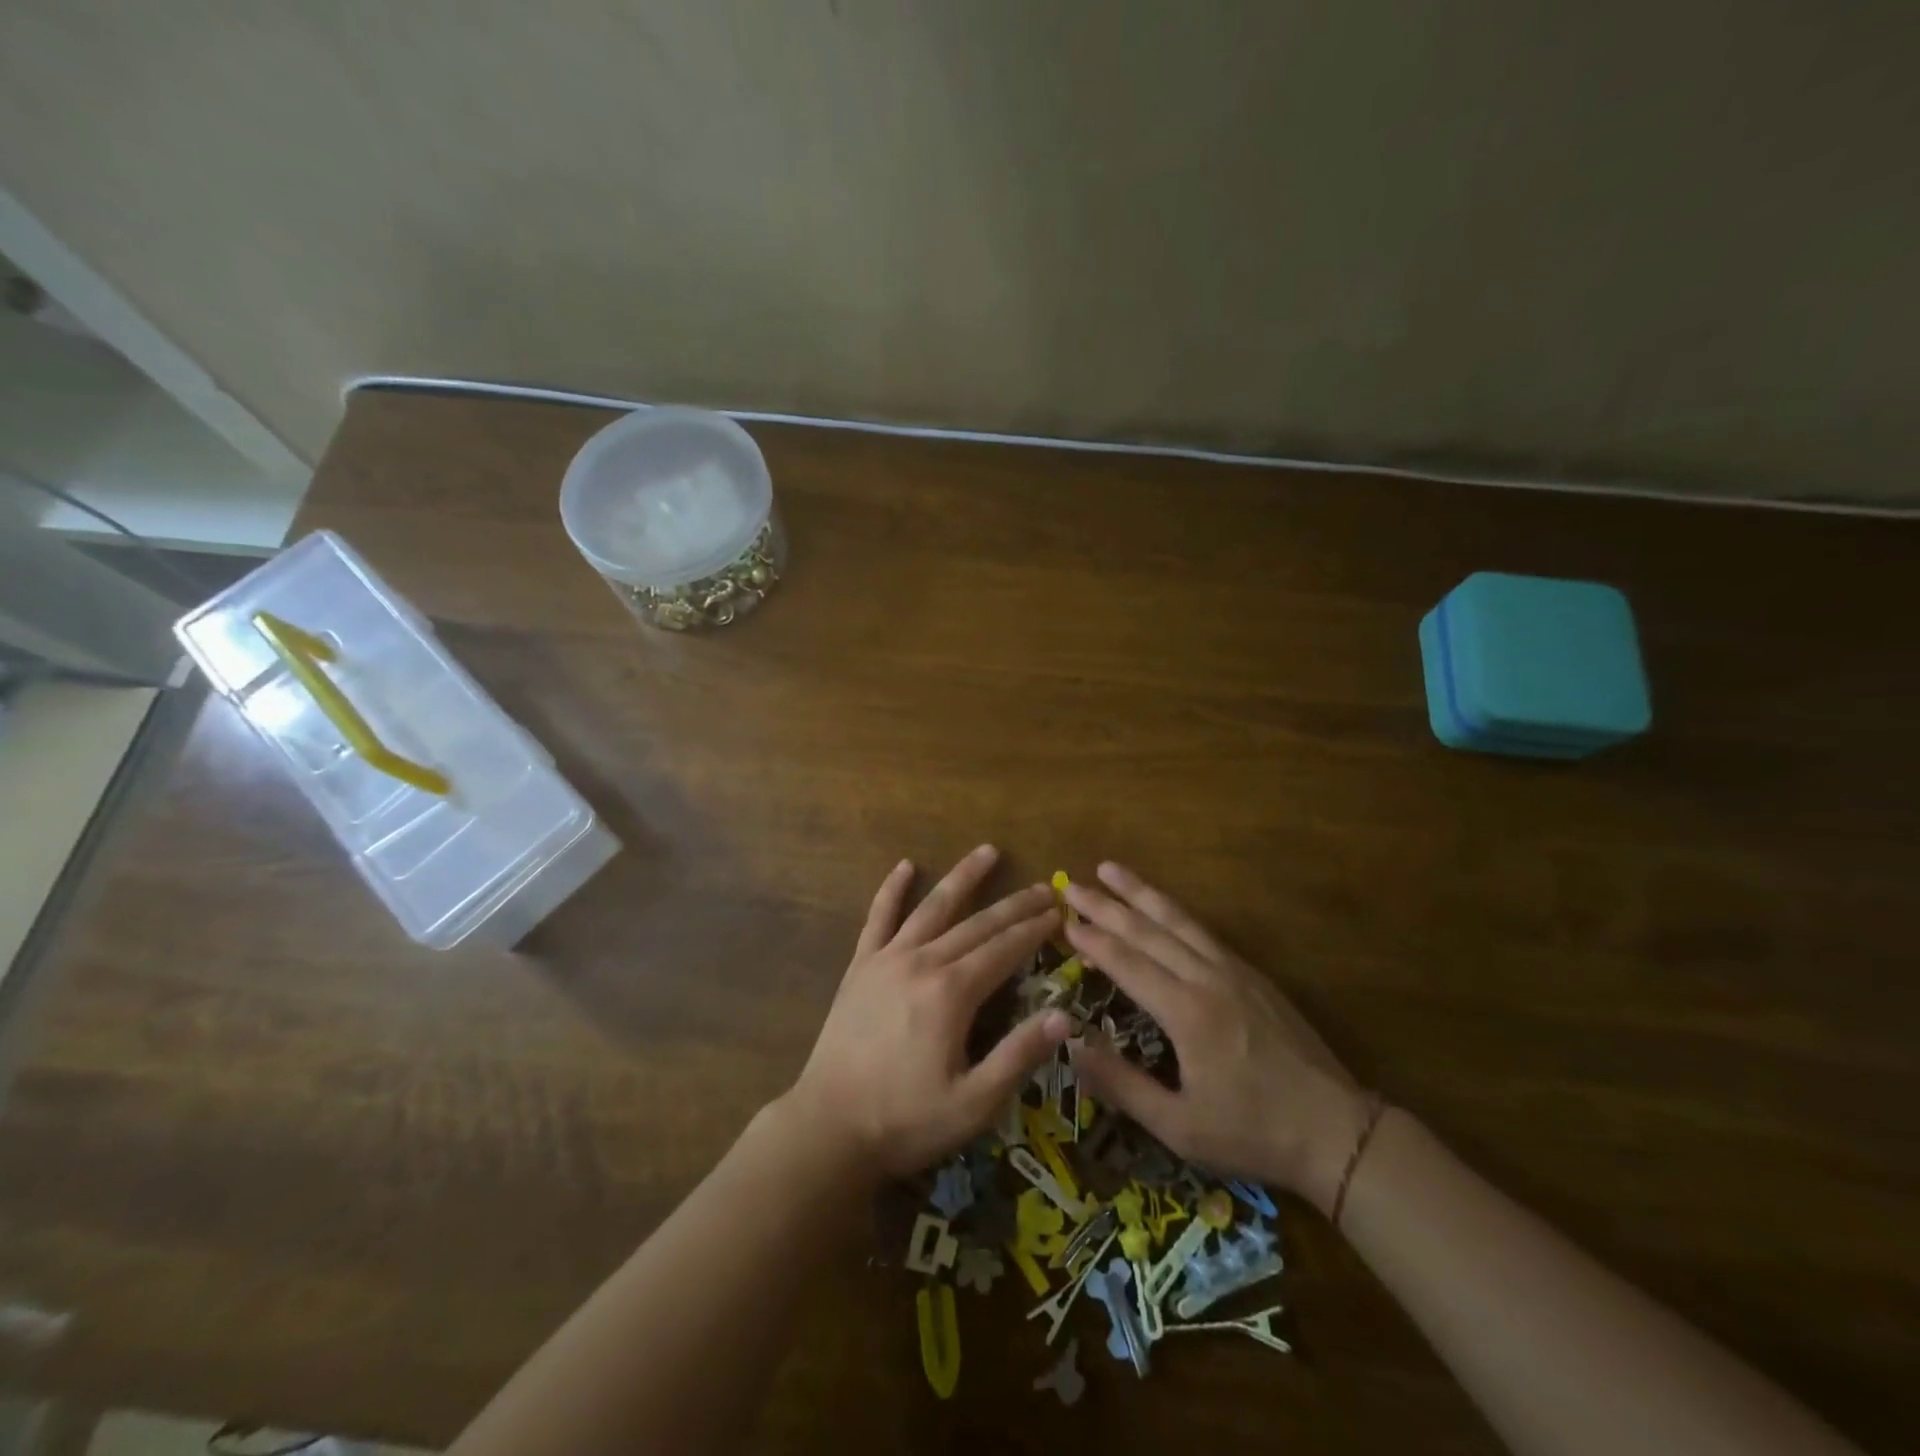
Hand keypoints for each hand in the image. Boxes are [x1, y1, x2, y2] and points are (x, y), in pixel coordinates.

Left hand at [786, 847, 1071, 1182]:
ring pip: (932, 907)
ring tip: (987, 851)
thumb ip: (1018, 1055)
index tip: (1058, 913)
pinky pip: (878, 917)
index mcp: (952, 993)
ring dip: (962, 878)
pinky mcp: (860, 966)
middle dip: (1014, 905)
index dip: (1034, 930)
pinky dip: (892, 889)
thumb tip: (1063, 1016)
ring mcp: (887, 959)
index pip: (1005, 950)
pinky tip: (905, 866)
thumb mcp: (974, 1103)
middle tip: (1044, 888)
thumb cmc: (906, 1120)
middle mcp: (923, 962)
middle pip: (977, 924)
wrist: (829, 1127)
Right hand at [1063, 862, 1369, 1214]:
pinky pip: (1203, 932)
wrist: (1337, 1131)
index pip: (1127, 963)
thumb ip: (1123, 1085)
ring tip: (1111, 869)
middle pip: (1148, 930)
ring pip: (1178, 920)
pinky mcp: (1253, 975)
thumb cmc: (1253, 1132)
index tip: (1063, 921)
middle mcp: (1207, 979)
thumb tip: (1072, 1046)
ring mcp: (1234, 971)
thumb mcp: (1179, 1127)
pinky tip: (1162, 906)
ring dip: (1141, 893)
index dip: (1092, 941)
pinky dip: (1174, 911)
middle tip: (1073, 885)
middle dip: (1106, 905)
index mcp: (1186, 1012)